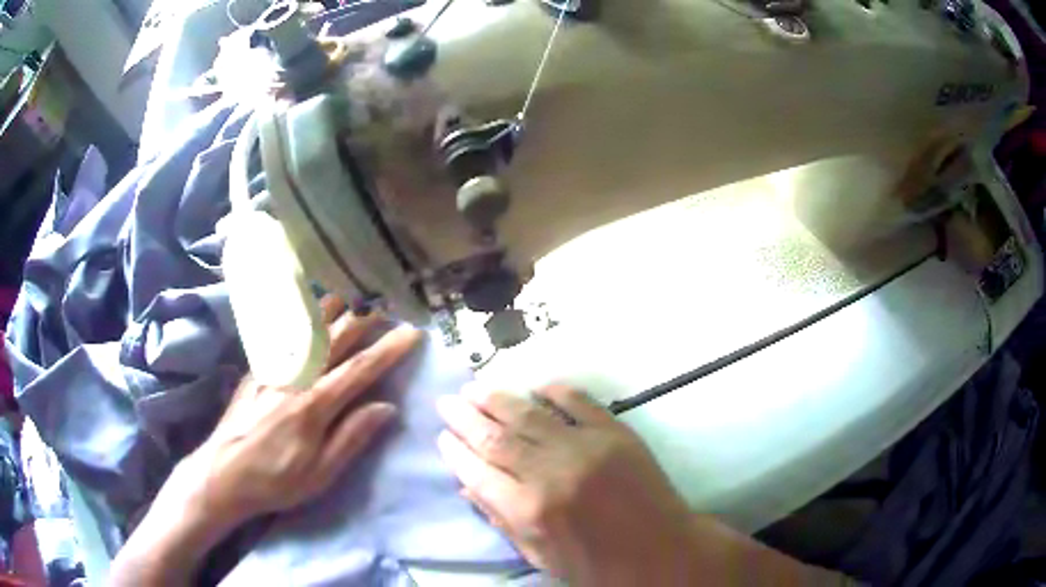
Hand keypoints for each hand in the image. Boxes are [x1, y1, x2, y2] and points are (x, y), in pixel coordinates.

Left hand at [180, 297, 422, 528]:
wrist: (223, 473)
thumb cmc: (277, 480)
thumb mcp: (321, 473)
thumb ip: (353, 437)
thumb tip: (387, 407)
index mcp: (314, 405)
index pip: (360, 369)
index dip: (389, 349)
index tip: (413, 332)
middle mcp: (294, 377)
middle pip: (334, 338)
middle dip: (363, 319)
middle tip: (386, 304)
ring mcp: (272, 369)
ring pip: (306, 328)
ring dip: (332, 308)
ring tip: (350, 294)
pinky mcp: (256, 369)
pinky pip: (282, 333)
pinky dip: (300, 316)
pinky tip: (305, 309)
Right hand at [436, 384, 697, 585]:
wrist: (661, 551)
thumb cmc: (597, 564)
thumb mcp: (541, 557)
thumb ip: (502, 520)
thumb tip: (467, 486)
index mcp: (530, 511)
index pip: (477, 472)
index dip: (455, 452)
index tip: (442, 436)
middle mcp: (551, 473)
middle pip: (496, 437)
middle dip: (465, 417)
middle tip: (447, 401)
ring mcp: (585, 447)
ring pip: (529, 414)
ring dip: (497, 399)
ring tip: (474, 387)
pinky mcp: (615, 432)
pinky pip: (578, 402)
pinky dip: (554, 390)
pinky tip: (535, 385)